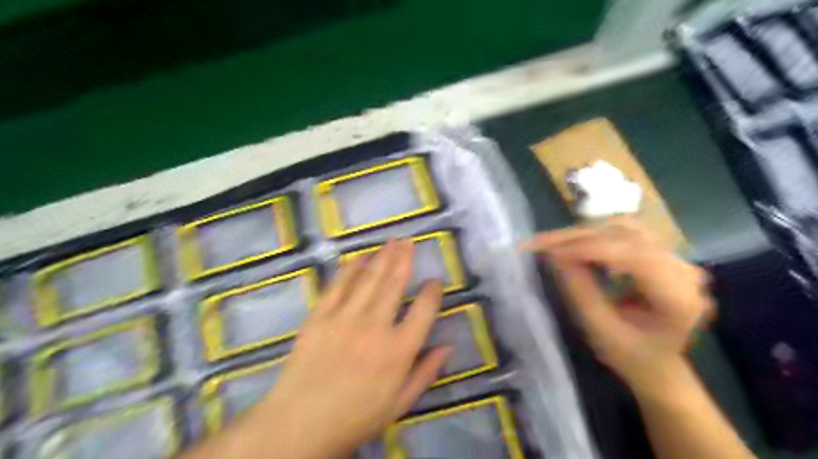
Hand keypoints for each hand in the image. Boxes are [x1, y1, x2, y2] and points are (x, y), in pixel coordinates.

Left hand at [254, 241, 448, 458]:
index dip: (433, 292)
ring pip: (369, 279)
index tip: (435, 281)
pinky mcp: (320, 316)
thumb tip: (448, 347)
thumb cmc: (355, 418)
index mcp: (398, 351)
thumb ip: (426, 373)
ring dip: (382, 257)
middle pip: (395, 284)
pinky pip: (338, 285)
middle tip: (409, 242)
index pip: (424, 311)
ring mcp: (345, 318)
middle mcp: (375, 327)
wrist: (299, 425)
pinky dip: (351, 269)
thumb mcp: (399, 404)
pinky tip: (360, 257)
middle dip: (404, 259)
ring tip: (392, 241)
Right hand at [527, 218, 713, 390]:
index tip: (550, 251)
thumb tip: (555, 254)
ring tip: (552, 242)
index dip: (589, 248)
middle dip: (579, 238)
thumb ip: (580, 291)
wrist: (657, 363)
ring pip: (623, 227)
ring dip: (584, 233)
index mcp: (679, 298)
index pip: (634, 256)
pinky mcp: (659, 252)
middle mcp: (683, 270)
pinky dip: (594, 234)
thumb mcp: (600, 330)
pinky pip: (623, 231)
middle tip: (540, 243)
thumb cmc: (630, 356)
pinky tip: (573, 243)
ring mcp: (674, 257)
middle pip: (627, 236)